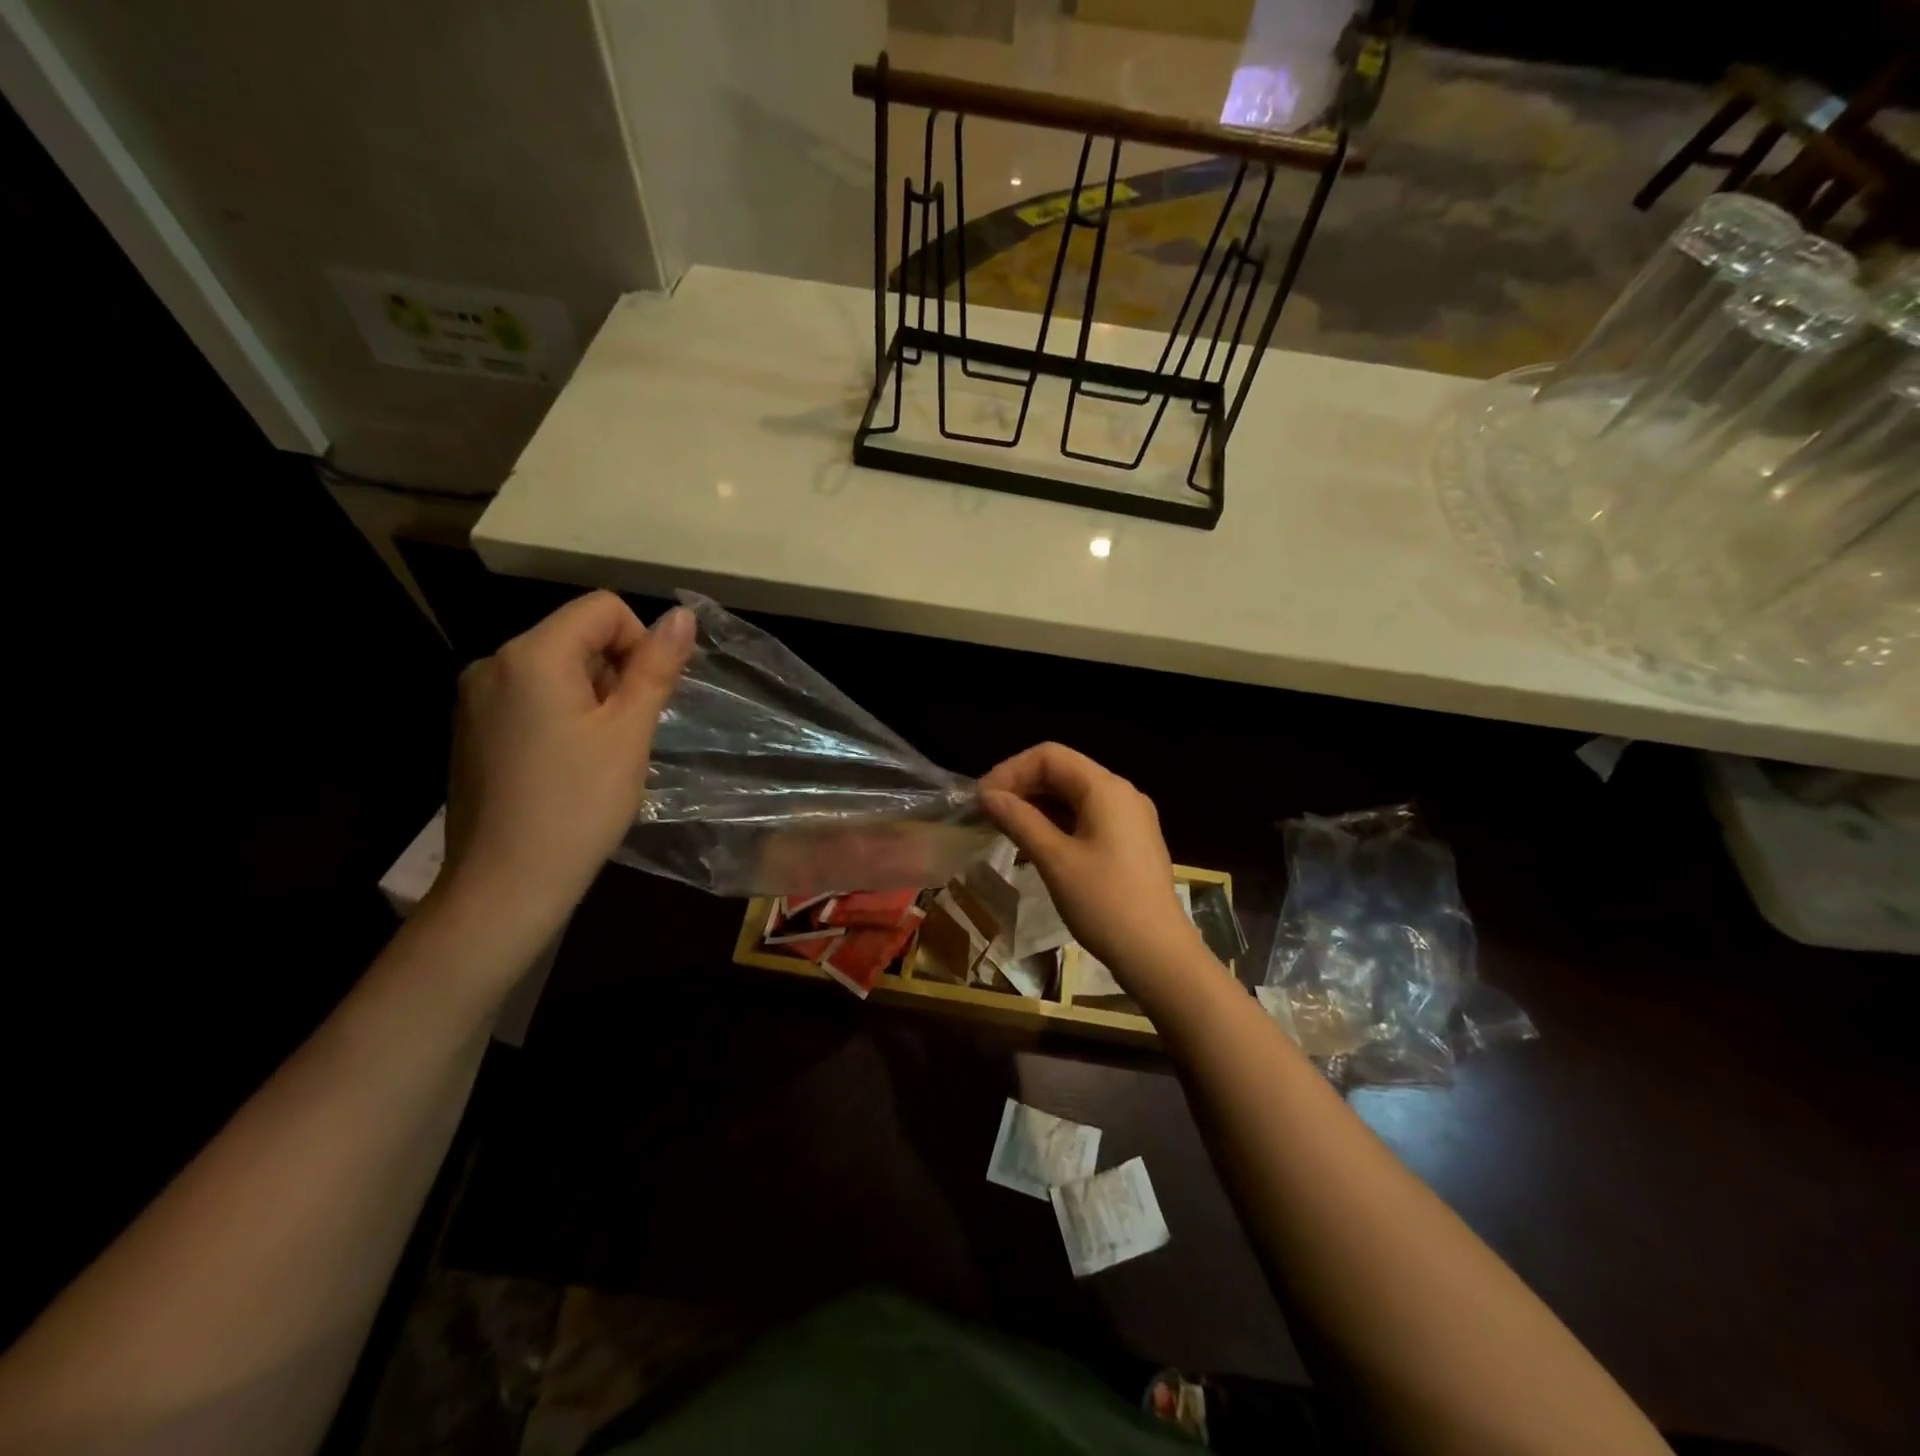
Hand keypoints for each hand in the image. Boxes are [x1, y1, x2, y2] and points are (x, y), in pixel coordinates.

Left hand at [438, 591, 693, 941]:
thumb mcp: (629, 732)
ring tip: (599, 753)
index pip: (602, 608)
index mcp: (532, 656)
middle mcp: (493, 663)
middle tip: (626, 733)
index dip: (639, 642)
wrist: (507, 884)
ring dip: (591, 695)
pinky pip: (529, 696)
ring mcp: (474, 697)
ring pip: (554, 668)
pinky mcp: (470, 728)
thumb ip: (656, 667)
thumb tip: (682, 615)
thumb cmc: (579, 805)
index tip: (646, 698)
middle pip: (576, 635)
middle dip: (614, 671)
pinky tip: (567, 764)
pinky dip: (561, 713)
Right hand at [979, 743, 1206, 995]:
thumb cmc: (1105, 904)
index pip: (1050, 756)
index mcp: (1106, 789)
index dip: (1010, 771)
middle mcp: (1121, 794)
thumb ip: (1020, 821)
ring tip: (1004, 831)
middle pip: (1063, 772)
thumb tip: (988, 796)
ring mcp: (1130, 818)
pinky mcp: (1130, 842)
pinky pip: (1087, 818)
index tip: (982, 799)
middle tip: (987, 815)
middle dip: (1022, 787)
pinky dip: (1057, 824)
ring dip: (1037, 807)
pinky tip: (1034, 847)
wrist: (1159, 956)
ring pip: (1074, 796)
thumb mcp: (1055, 860)